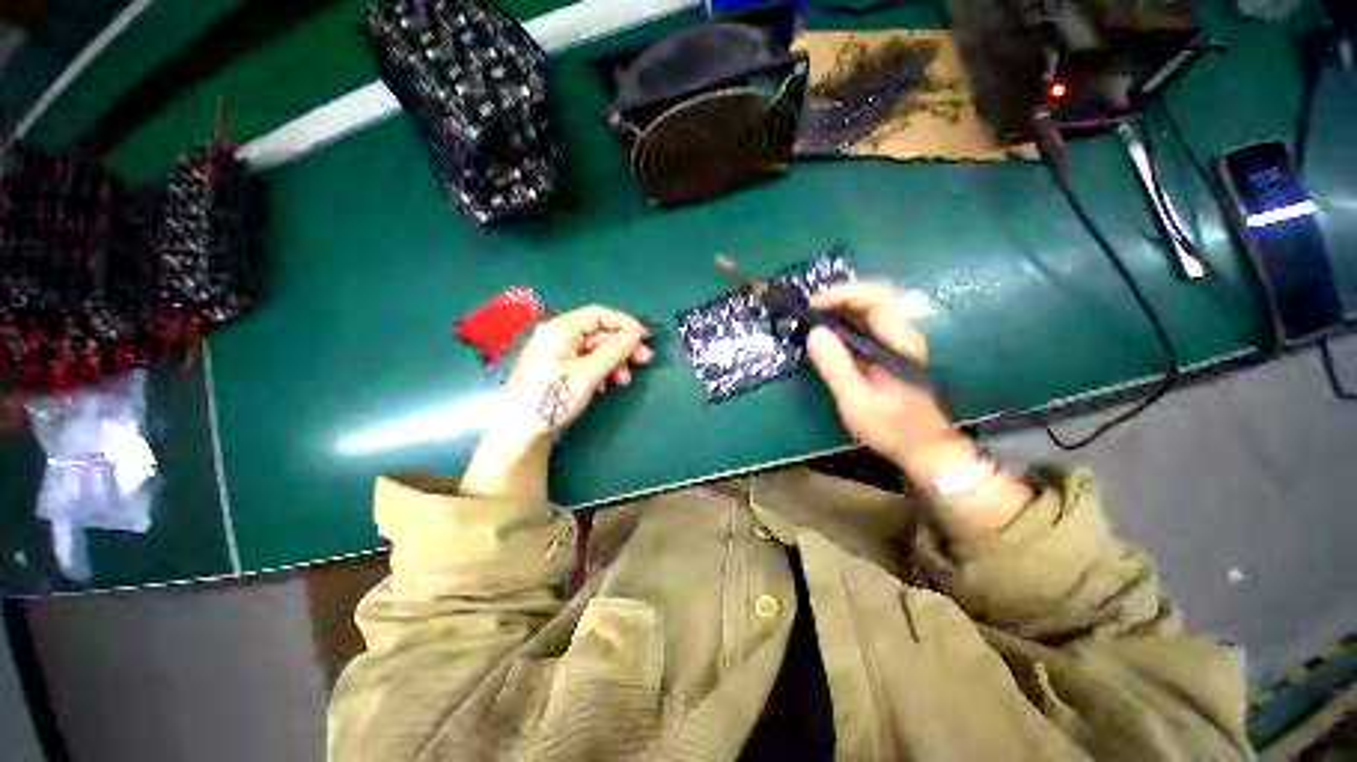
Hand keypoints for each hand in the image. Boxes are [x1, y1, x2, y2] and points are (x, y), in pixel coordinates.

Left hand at [460, 306, 652, 499]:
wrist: (521, 432)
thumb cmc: (552, 397)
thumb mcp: (588, 374)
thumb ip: (614, 351)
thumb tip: (637, 334)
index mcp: (561, 329)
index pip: (599, 315)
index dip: (625, 324)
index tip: (646, 337)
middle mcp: (559, 336)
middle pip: (599, 333)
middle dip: (622, 347)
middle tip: (645, 361)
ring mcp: (558, 354)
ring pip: (595, 349)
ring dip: (614, 362)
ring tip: (624, 381)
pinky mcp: (560, 370)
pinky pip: (587, 362)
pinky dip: (602, 370)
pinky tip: (608, 385)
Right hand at [805, 281, 951, 466]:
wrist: (925, 449)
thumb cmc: (892, 428)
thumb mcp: (857, 401)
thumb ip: (836, 366)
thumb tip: (815, 332)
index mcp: (899, 343)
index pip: (877, 299)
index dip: (844, 294)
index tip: (814, 305)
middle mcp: (903, 336)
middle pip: (876, 296)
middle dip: (841, 295)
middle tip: (811, 308)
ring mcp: (898, 343)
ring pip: (873, 309)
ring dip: (843, 306)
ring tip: (815, 317)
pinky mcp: (890, 353)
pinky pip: (869, 325)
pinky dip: (846, 321)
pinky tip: (830, 333)